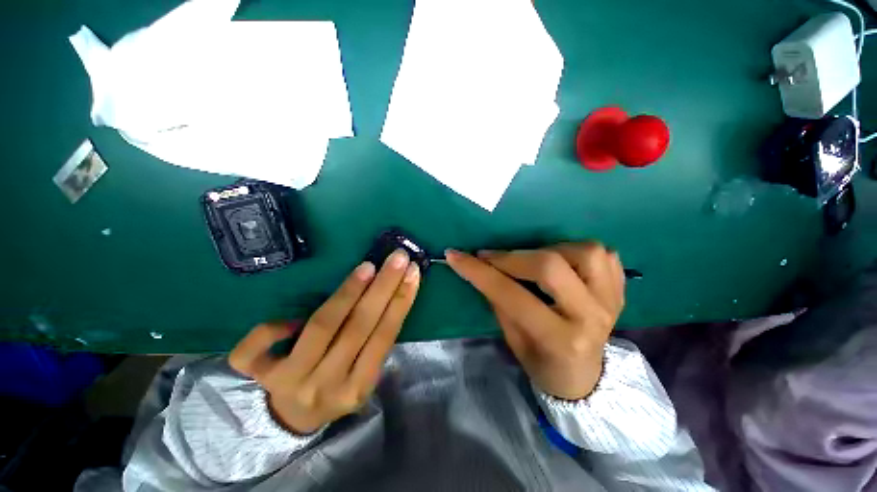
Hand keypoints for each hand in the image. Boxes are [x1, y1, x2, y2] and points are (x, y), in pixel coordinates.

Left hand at [229, 250, 420, 433]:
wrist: (295, 419)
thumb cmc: (337, 388)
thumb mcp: (363, 376)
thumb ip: (374, 344)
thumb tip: (389, 298)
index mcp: (358, 387)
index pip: (385, 336)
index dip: (401, 301)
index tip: (412, 272)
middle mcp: (327, 385)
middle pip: (359, 326)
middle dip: (383, 287)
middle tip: (397, 258)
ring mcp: (290, 381)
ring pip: (321, 327)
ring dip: (347, 292)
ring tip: (367, 267)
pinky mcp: (258, 377)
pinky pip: (255, 349)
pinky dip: (272, 327)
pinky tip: (290, 316)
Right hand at [444, 243, 623, 399]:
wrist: (584, 377)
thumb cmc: (542, 362)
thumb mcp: (513, 339)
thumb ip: (499, 301)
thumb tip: (481, 267)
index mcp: (559, 339)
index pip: (510, 294)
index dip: (479, 272)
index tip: (456, 255)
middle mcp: (590, 317)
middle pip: (549, 266)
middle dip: (511, 257)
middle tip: (490, 257)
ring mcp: (611, 301)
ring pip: (584, 252)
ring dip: (550, 249)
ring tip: (532, 260)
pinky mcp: (621, 290)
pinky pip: (604, 255)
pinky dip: (578, 250)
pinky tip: (563, 261)